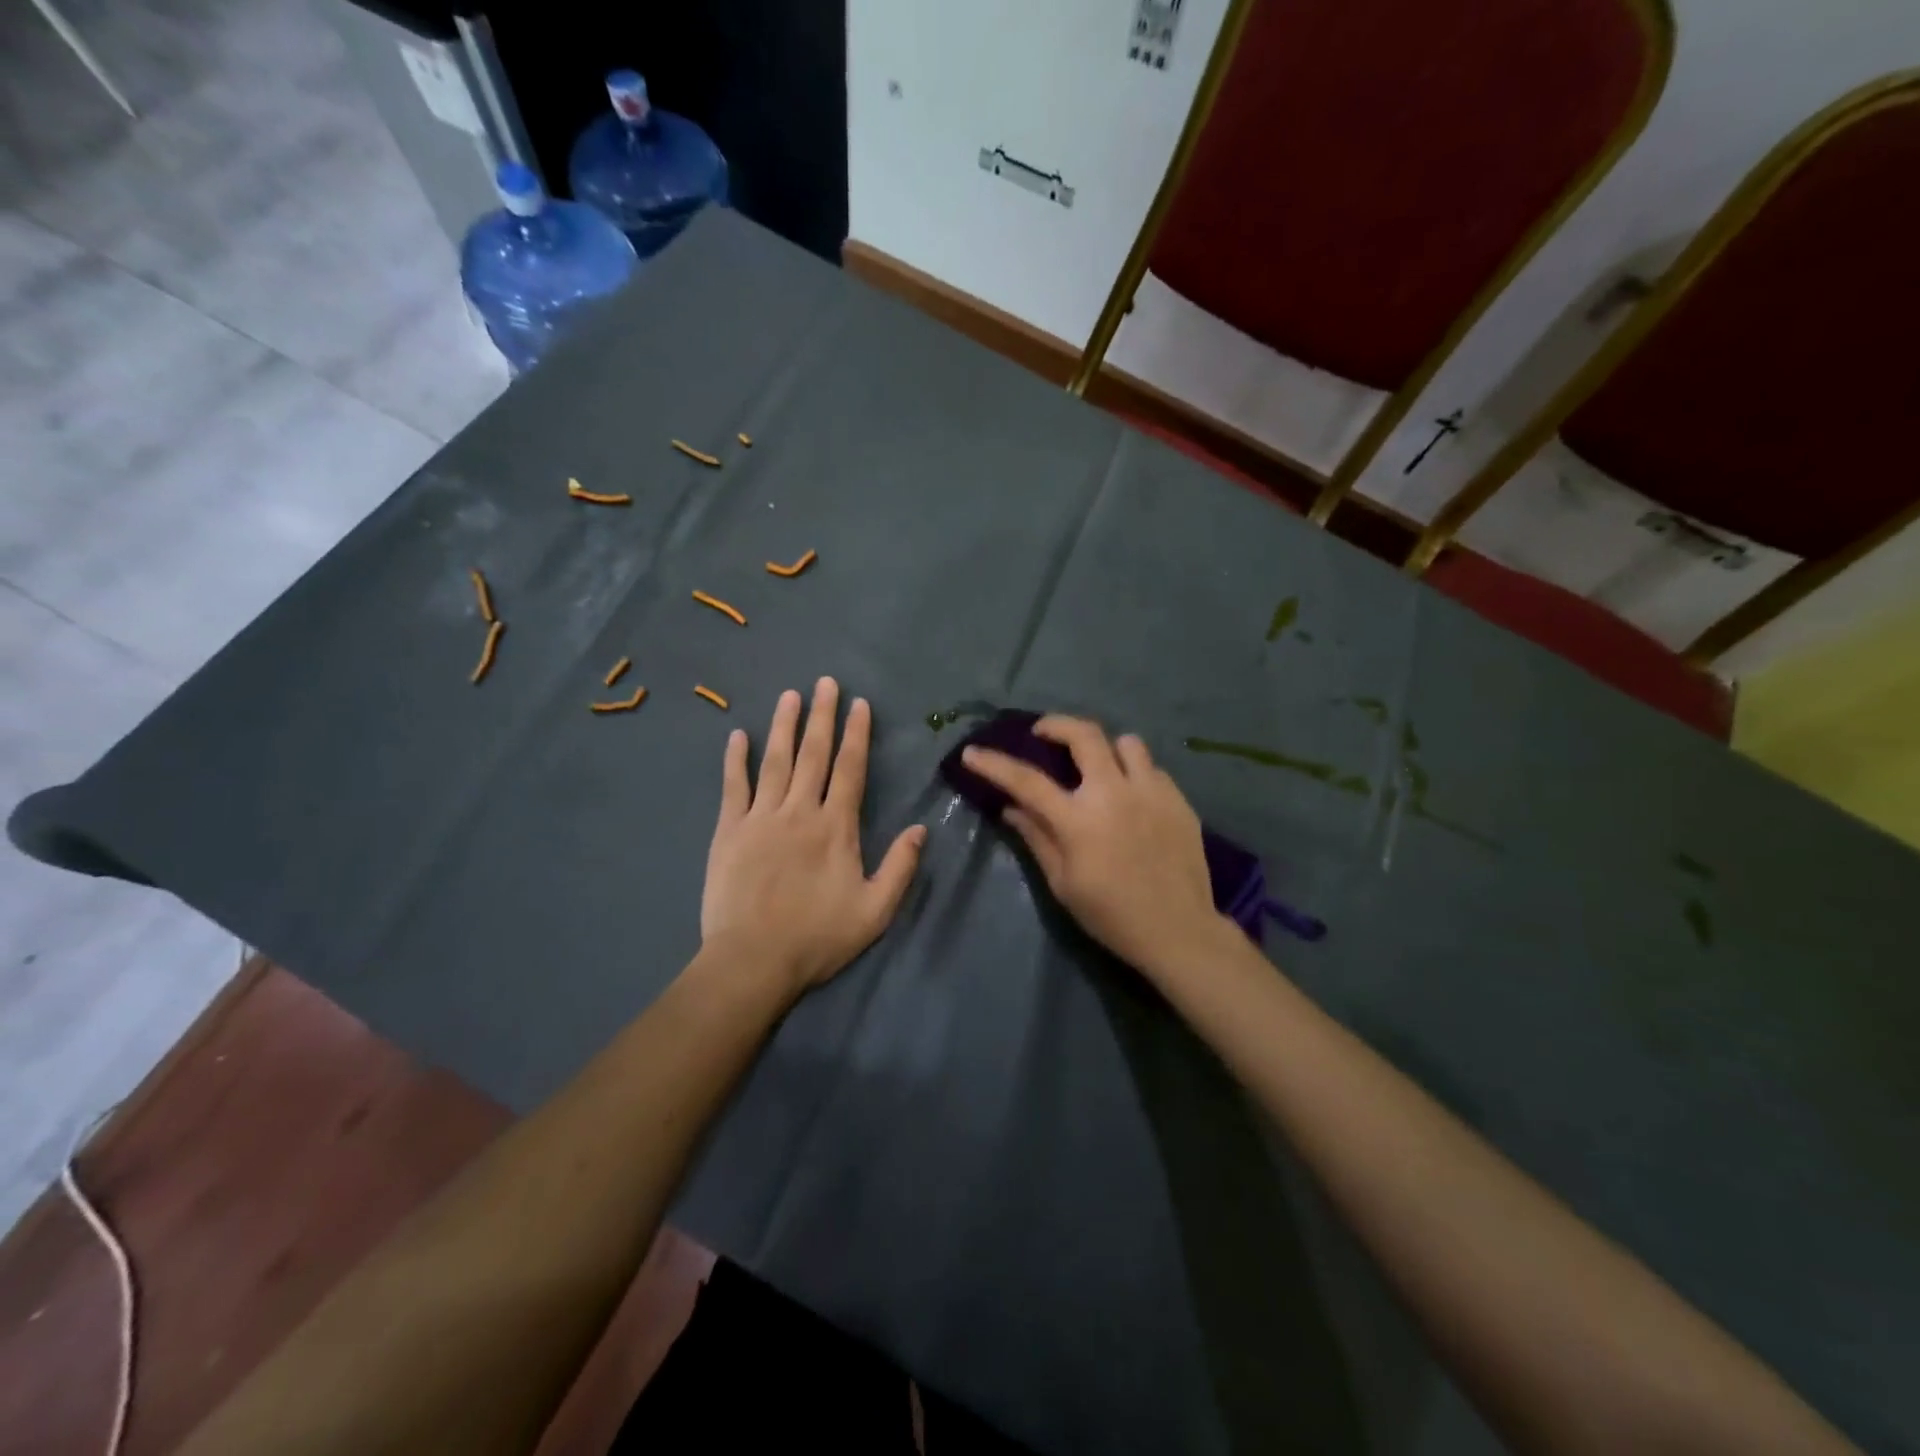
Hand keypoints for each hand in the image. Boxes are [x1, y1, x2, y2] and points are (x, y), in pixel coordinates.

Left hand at [702, 678, 926, 995]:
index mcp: (836, 827)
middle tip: (825, 682)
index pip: (850, 769)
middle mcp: (800, 811)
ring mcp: (760, 818)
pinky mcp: (728, 831)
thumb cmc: (818, 937)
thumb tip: (922, 828)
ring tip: (789, 695)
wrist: (753, 961)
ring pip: (775, 761)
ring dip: (783, 726)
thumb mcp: (875, 911)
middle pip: (813, 754)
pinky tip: (738, 735)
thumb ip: (900, 868)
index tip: (859, 704)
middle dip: (822, 716)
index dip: (856, 734)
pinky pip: (733, 786)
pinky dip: (735, 759)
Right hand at [962, 716, 1231, 978]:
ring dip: (1105, 748)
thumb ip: (1037, 838)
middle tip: (1043, 732)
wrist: (1178, 931)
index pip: (1027, 781)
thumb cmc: (1112, 915)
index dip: (994, 764)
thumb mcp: (1063, 884)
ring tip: (1099, 766)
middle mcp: (1114, 793)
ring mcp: (1151, 792)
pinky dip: (1135, 774)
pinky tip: (1133, 797)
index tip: (973, 752)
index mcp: (1079, 820)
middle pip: (1084, 735)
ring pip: (1127, 743)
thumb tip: (1011, 808)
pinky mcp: (1178, 800)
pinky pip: (1152, 769)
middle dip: (1057, 724)